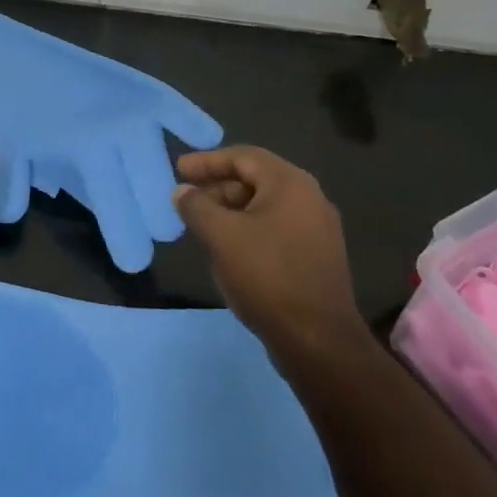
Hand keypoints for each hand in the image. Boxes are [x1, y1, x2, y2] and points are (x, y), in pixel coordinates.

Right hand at [174, 147, 361, 348]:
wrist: (318, 339)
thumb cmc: (267, 276)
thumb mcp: (221, 236)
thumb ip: (196, 207)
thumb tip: (182, 192)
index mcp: (290, 183)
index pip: (243, 157)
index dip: (207, 161)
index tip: (178, 170)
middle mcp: (310, 198)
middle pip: (256, 179)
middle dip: (217, 187)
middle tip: (187, 200)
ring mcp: (318, 229)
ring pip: (265, 206)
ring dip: (231, 210)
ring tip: (202, 225)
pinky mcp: (317, 256)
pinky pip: (277, 229)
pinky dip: (249, 229)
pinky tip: (228, 249)